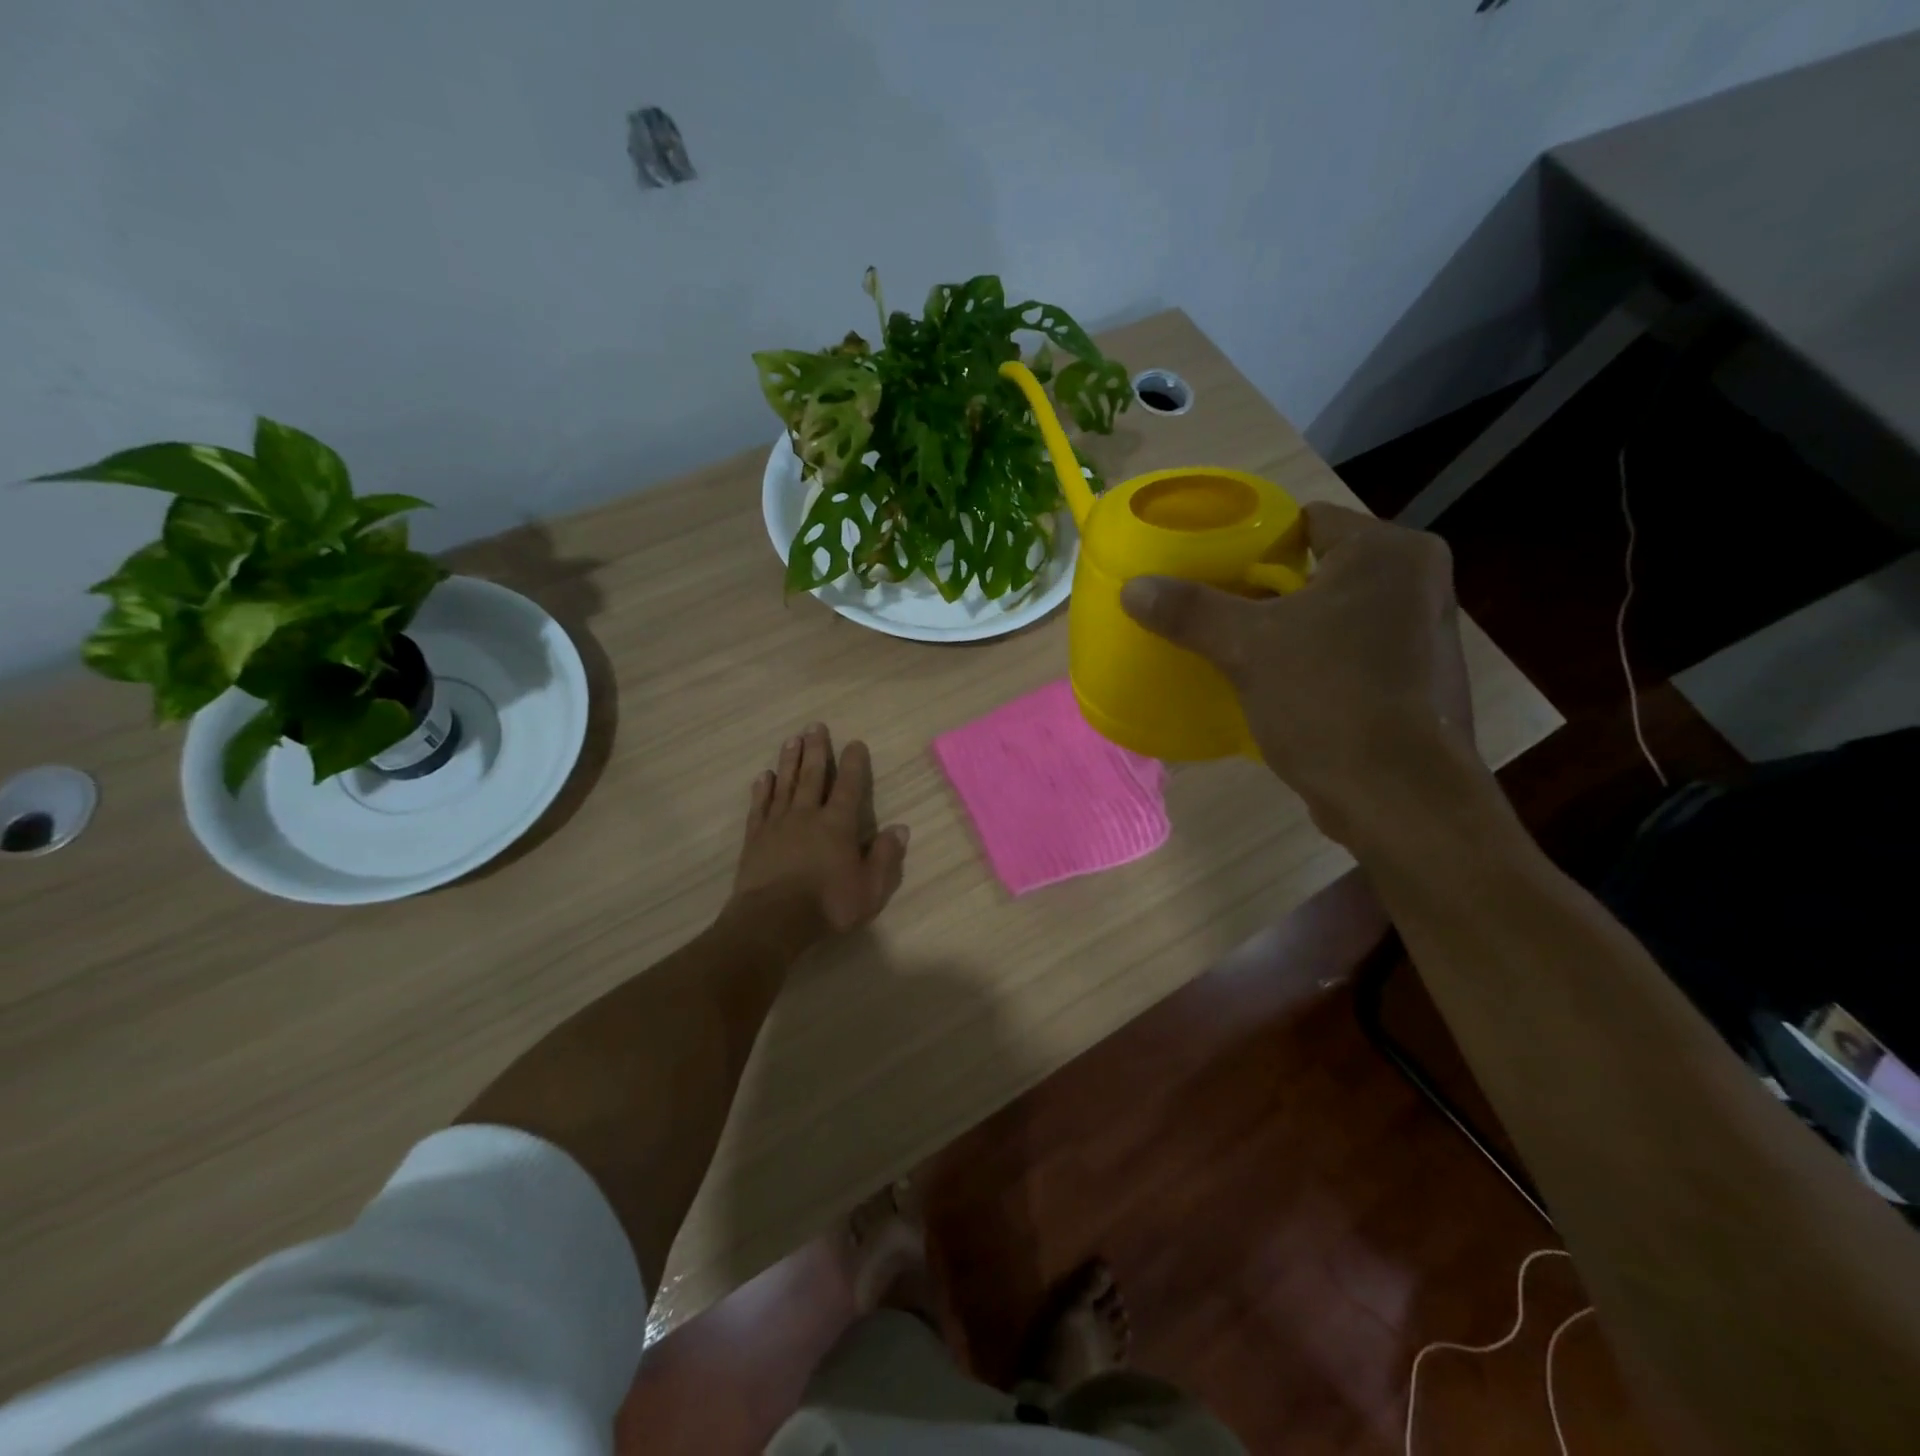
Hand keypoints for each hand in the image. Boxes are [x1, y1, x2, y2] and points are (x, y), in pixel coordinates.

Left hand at [728, 723, 909, 948]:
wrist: (772, 920)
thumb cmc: (828, 905)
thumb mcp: (870, 888)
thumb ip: (885, 856)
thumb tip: (900, 828)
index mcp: (838, 824)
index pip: (849, 786)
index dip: (854, 763)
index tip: (855, 742)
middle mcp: (807, 815)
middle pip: (813, 775)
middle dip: (816, 750)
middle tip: (815, 726)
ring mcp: (778, 824)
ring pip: (785, 784)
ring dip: (790, 761)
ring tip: (792, 740)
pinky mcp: (755, 838)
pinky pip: (760, 806)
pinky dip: (763, 789)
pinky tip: (764, 776)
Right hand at [1120, 503, 1480, 840]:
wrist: (1399, 798)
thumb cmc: (1329, 700)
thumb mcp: (1247, 649)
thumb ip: (1191, 611)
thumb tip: (1132, 588)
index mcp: (1388, 553)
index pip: (1307, 521)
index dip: (1254, 540)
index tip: (1213, 567)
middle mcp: (1417, 582)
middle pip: (1319, 567)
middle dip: (1266, 588)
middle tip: (1215, 608)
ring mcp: (1423, 634)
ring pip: (1335, 612)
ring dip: (1290, 627)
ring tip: (1237, 645)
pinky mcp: (1416, 681)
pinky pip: (1349, 651)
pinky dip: (1314, 659)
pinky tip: (1275, 683)